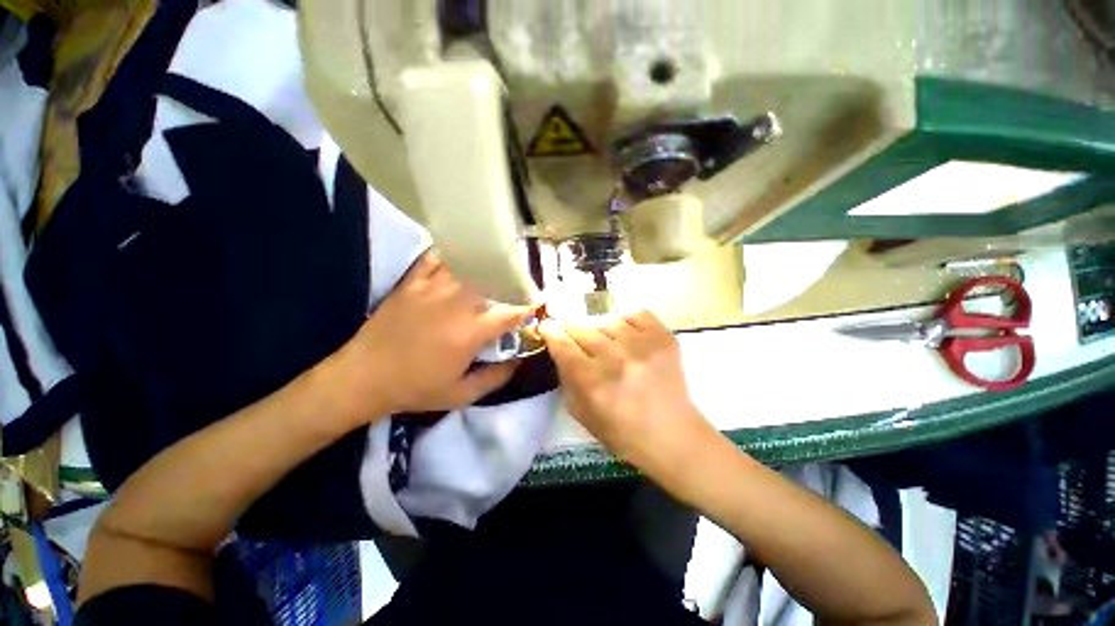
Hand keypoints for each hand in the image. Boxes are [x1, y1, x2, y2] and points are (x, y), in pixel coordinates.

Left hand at [327, 252, 531, 423]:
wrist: (362, 377)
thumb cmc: (415, 389)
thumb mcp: (461, 395)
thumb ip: (496, 377)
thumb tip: (520, 360)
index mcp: (471, 331)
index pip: (512, 311)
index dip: (529, 306)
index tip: (537, 305)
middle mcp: (457, 303)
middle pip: (494, 279)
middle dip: (513, 280)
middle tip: (521, 282)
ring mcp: (433, 288)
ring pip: (469, 265)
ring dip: (488, 265)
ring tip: (498, 266)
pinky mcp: (413, 282)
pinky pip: (438, 258)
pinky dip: (454, 255)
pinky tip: (463, 258)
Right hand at [538, 311, 708, 464]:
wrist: (672, 435)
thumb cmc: (621, 431)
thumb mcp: (580, 412)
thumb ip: (566, 377)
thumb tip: (560, 348)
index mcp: (593, 382)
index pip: (563, 345)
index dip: (551, 332)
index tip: (547, 325)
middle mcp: (617, 359)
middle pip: (582, 329)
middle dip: (571, 329)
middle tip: (572, 334)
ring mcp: (643, 346)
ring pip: (607, 320)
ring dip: (599, 328)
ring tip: (603, 340)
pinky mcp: (664, 338)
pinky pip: (635, 314)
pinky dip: (625, 320)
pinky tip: (624, 333)